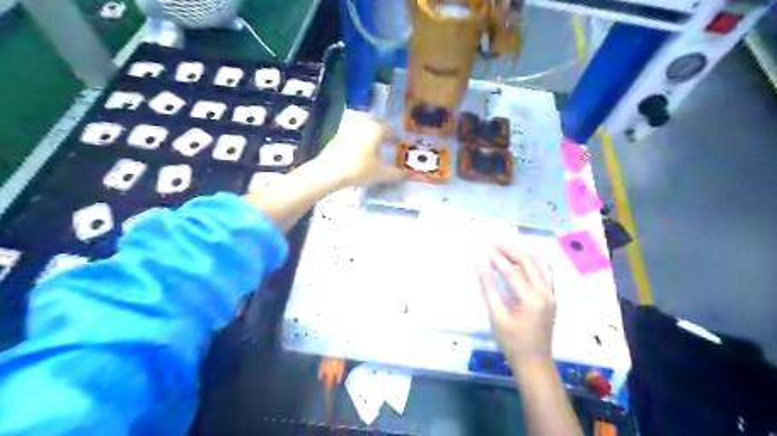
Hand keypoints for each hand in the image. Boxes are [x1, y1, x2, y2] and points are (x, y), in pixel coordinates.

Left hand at [315, 109, 406, 187]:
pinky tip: (357, 152)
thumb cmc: (358, 170)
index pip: (390, 131)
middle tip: (385, 149)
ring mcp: (348, 127)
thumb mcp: (380, 174)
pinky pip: (353, 134)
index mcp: (376, 129)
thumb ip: (396, 173)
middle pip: (376, 126)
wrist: (328, 172)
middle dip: (382, 136)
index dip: (395, 140)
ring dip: (369, 136)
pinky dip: (357, 140)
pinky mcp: (337, 134)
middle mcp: (363, 123)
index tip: (396, 148)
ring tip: (372, 150)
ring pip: (363, 128)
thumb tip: (409, 175)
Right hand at [478, 244, 554, 368]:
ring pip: (538, 265)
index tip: (484, 248)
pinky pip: (544, 273)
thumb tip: (480, 266)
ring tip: (505, 247)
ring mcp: (552, 294)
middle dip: (511, 250)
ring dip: (521, 253)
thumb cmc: (512, 342)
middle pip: (529, 262)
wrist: (535, 362)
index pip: (512, 272)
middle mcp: (545, 293)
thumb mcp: (497, 317)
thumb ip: (489, 289)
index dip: (497, 259)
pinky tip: (523, 258)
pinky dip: (533, 262)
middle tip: (495, 242)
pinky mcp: (552, 297)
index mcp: (531, 300)